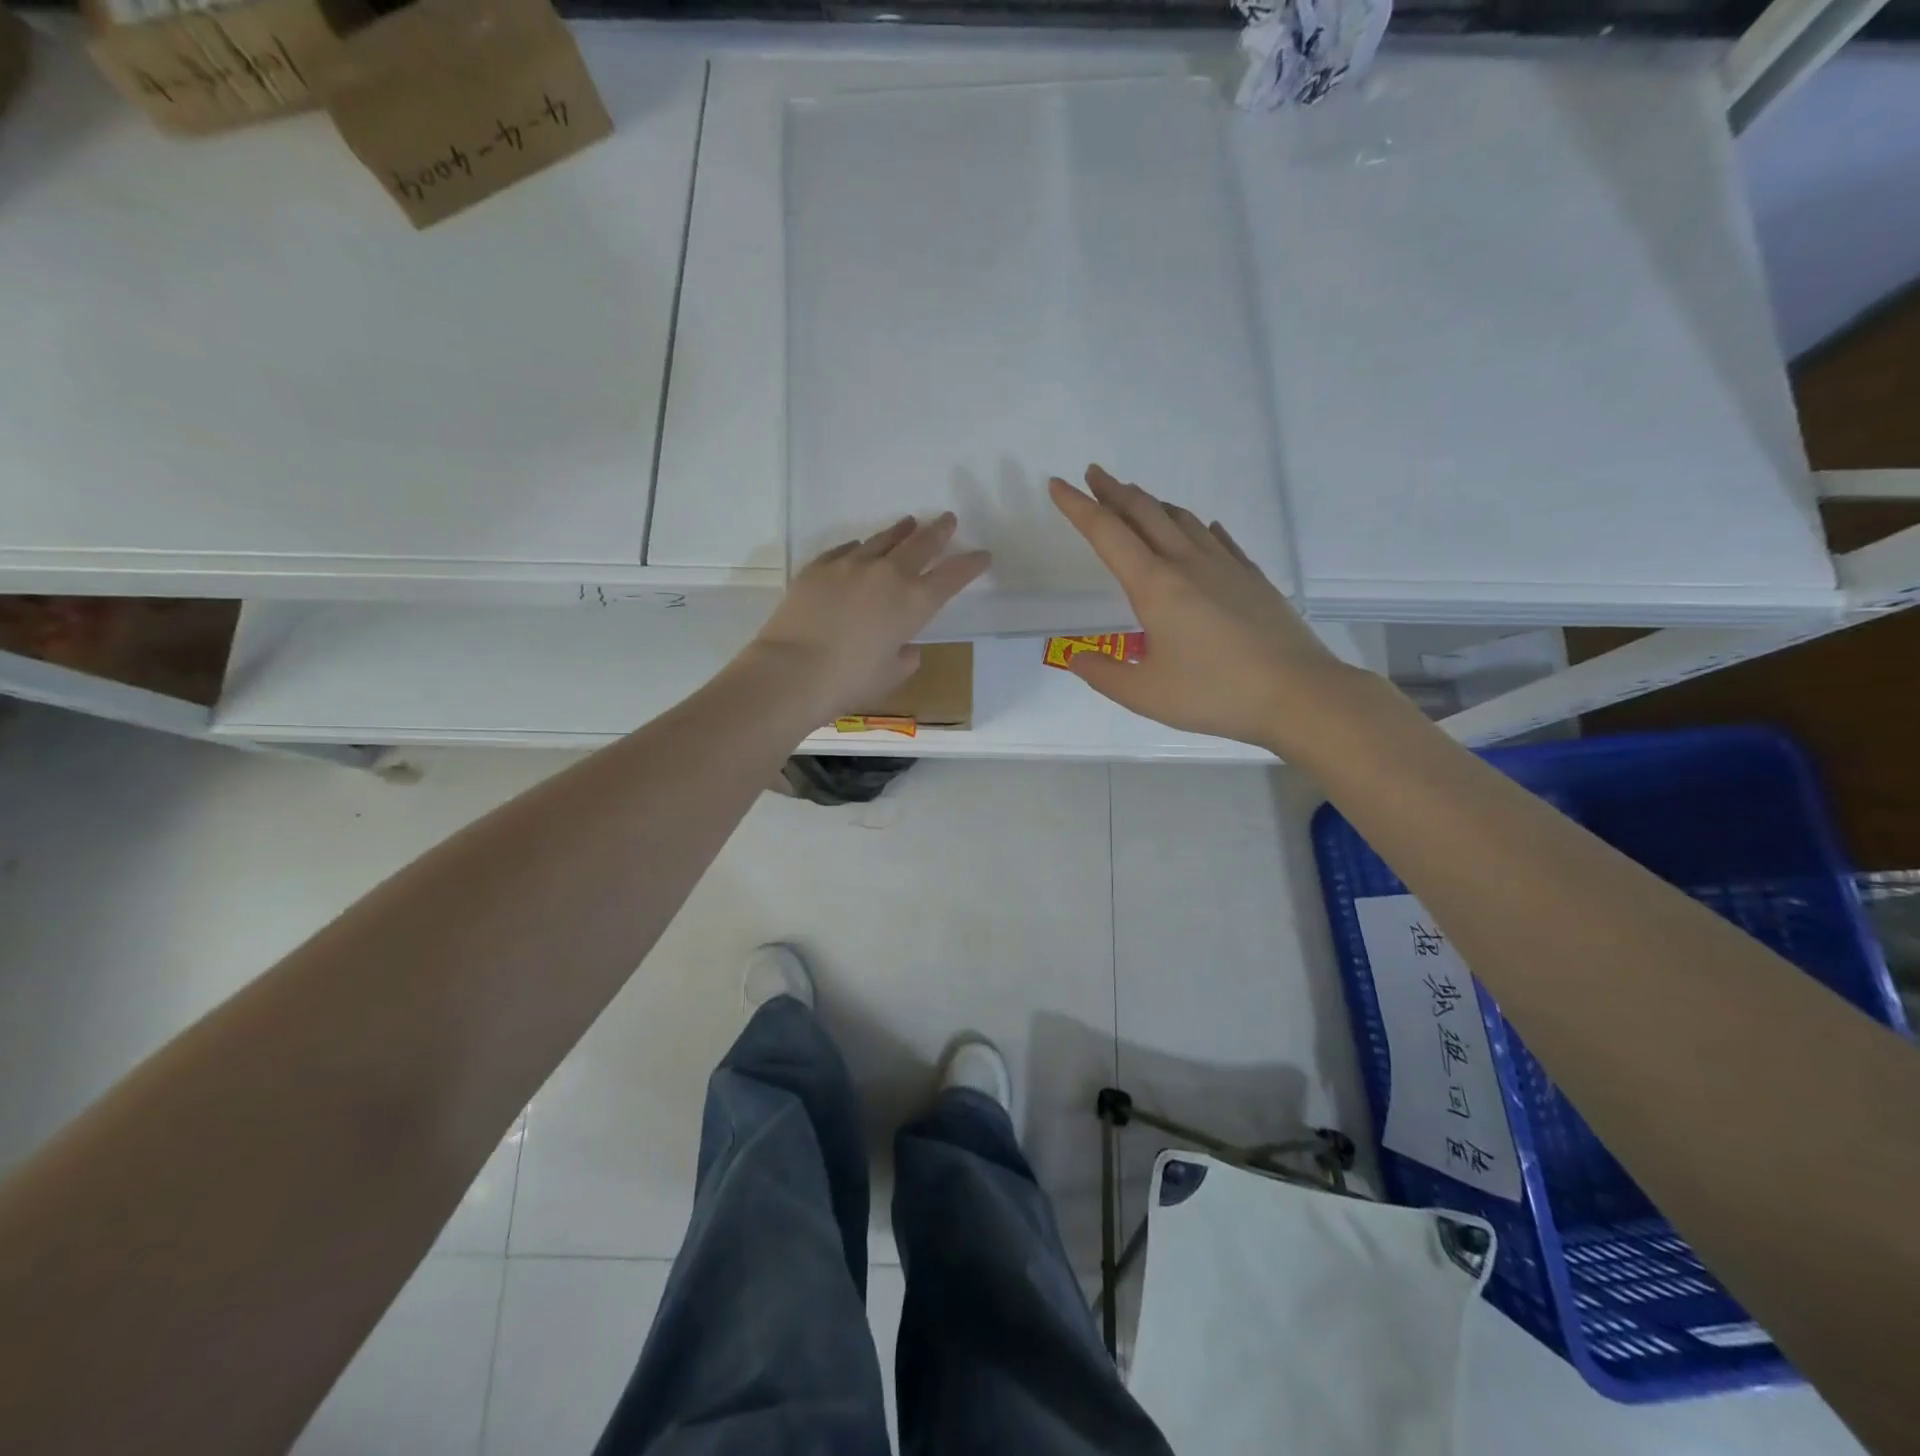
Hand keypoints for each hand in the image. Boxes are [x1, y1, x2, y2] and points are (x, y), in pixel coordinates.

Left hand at [747, 513, 990, 719]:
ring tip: (909, 523)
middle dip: (938, 532)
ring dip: (900, 531)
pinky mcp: (819, 567)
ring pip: (883, 540)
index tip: (982, 555)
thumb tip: (906, 647)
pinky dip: (860, 548)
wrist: (791, 671)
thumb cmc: (849, 681)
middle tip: (948, 520)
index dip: (970, 564)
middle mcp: (887, 575)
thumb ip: (905, 658)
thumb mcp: (890, 675)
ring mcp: (850, 566)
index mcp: (914, 604)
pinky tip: (860, 547)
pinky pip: (846, 550)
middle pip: (920, 545)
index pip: (952, 576)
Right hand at [1048, 465, 1355, 750]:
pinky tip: (1200, 529)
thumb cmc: (1214, 694)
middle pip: (1145, 513)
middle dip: (1114, 492)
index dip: (1078, 507)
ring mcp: (1224, 566)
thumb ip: (1103, 674)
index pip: (1107, 534)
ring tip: (1137, 499)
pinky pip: (1217, 538)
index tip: (1058, 484)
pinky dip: (1197, 526)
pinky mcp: (1251, 578)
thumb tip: (1074, 657)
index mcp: (1154, 586)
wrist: (1297, 693)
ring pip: (1182, 519)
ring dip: (1153, 504)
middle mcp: (1187, 564)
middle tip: (1094, 474)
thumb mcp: (1144, 694)